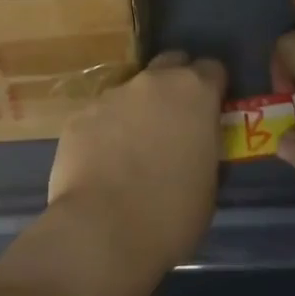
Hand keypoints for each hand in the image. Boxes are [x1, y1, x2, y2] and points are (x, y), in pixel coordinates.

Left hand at [48, 50, 226, 276]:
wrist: (101, 232)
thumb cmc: (170, 215)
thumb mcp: (209, 184)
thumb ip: (205, 147)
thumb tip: (197, 143)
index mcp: (194, 92)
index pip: (212, 69)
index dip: (214, 88)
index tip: (212, 111)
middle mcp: (154, 81)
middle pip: (171, 63)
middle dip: (175, 83)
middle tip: (175, 120)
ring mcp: (113, 94)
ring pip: (133, 91)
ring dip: (138, 110)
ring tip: (133, 150)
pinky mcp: (80, 114)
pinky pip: (101, 116)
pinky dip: (106, 131)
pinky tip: (103, 164)